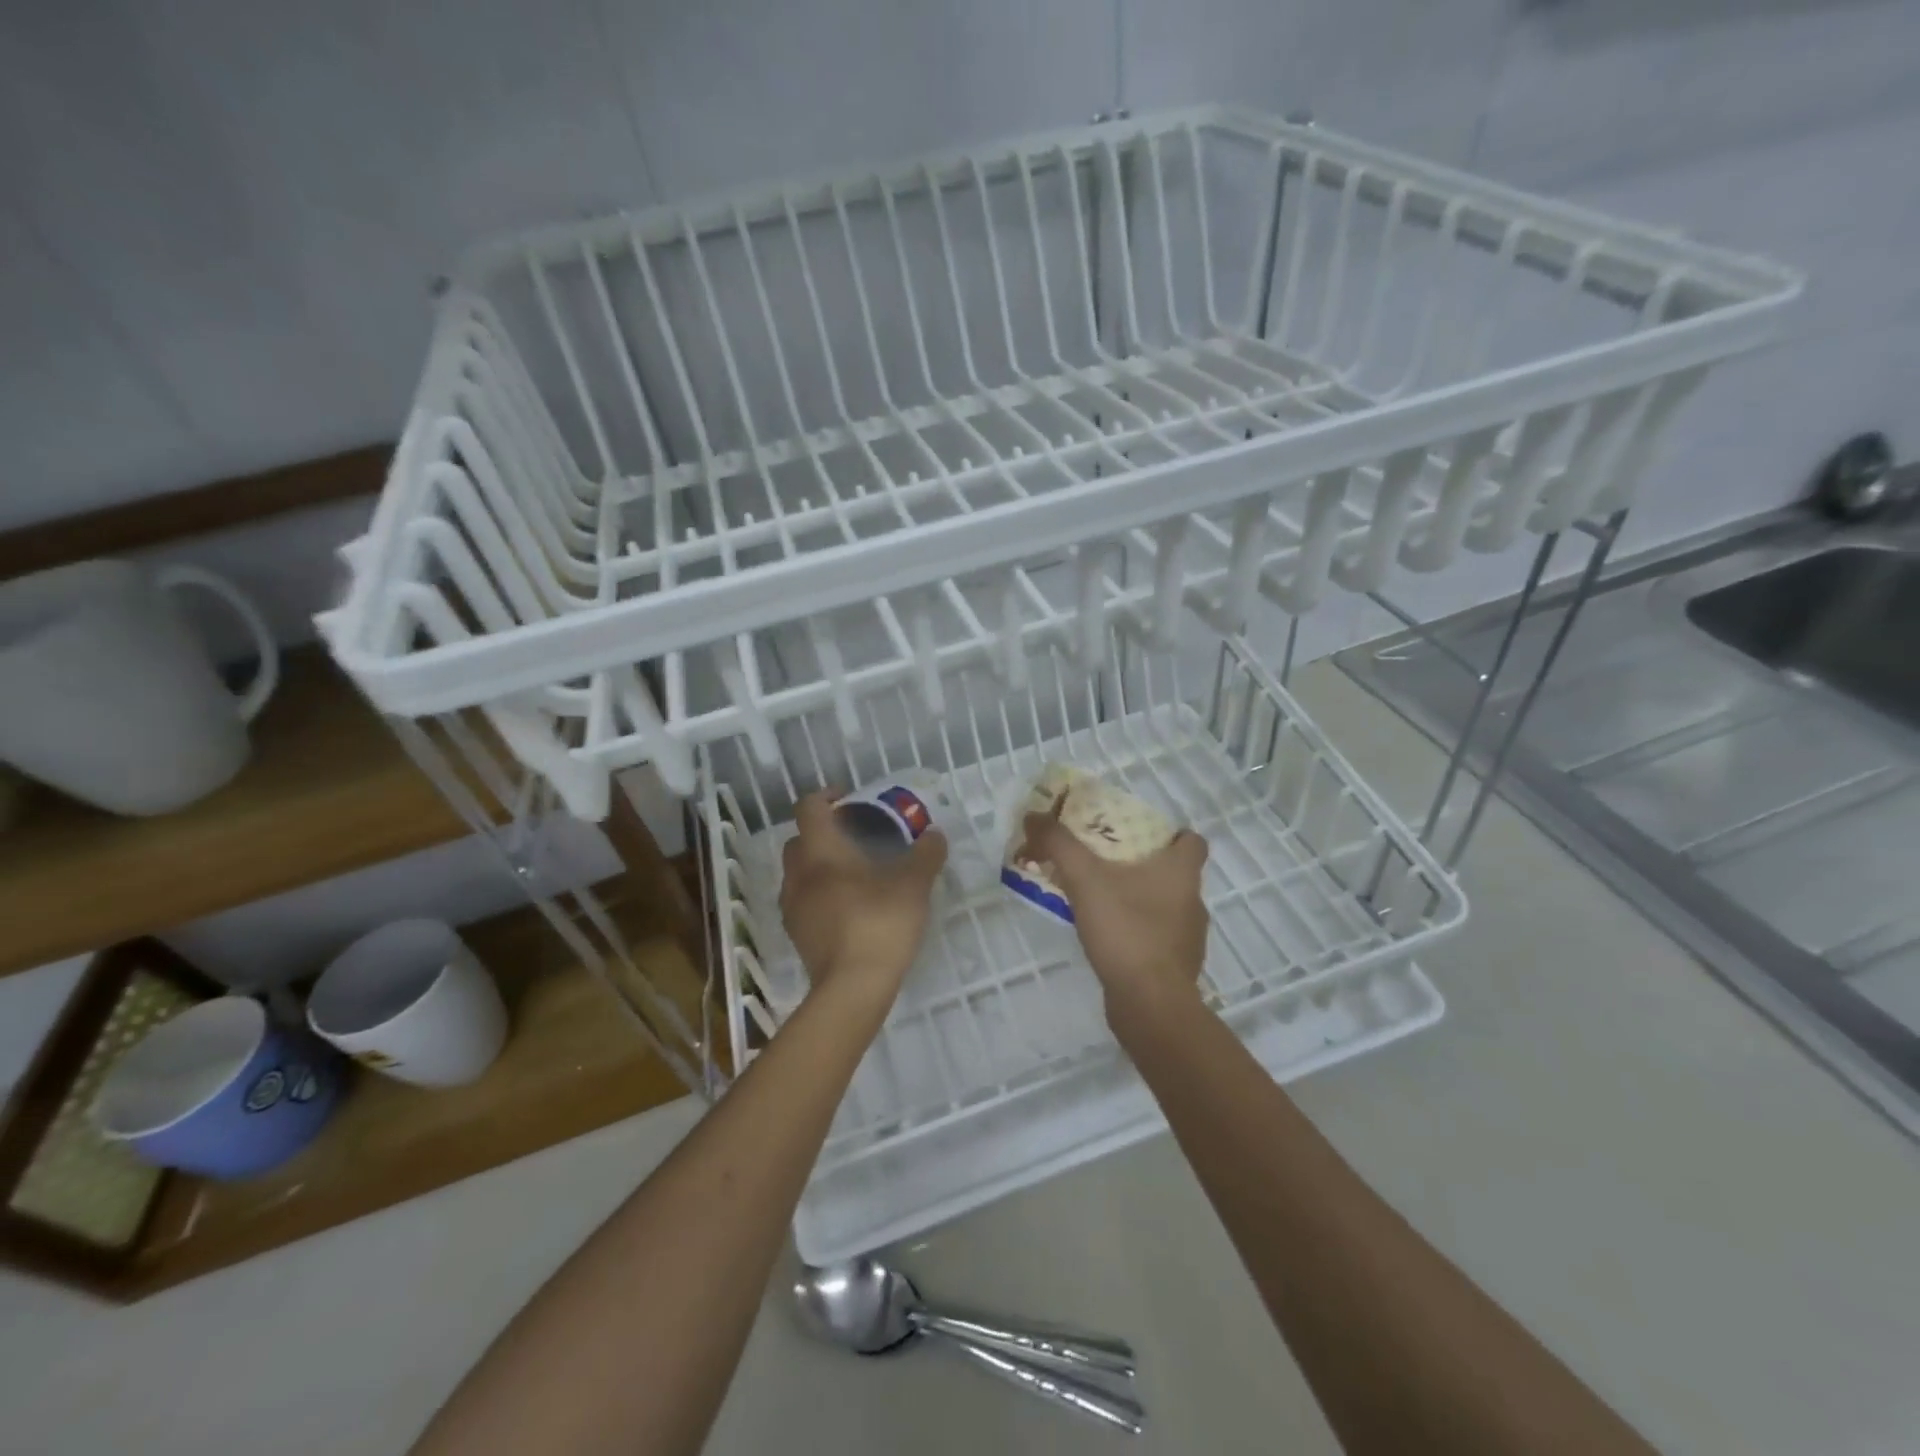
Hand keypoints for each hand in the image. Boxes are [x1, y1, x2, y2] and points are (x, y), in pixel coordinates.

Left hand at [781, 791, 947, 1010]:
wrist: (852, 988)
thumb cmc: (880, 924)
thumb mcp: (913, 885)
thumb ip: (925, 855)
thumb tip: (934, 835)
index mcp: (822, 852)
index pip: (809, 808)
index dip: (826, 796)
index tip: (848, 799)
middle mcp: (799, 874)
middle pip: (800, 840)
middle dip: (822, 833)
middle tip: (854, 837)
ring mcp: (793, 907)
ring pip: (798, 872)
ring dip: (818, 865)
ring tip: (853, 874)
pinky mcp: (797, 935)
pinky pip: (802, 901)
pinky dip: (818, 894)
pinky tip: (847, 907)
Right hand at [1019, 810, 1209, 1029]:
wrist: (1150, 1005)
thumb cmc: (1127, 931)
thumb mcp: (1085, 879)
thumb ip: (1059, 844)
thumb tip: (1034, 815)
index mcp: (1182, 873)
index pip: (1193, 841)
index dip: (1171, 833)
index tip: (1138, 835)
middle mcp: (1193, 901)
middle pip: (1174, 872)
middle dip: (1141, 865)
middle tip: (1103, 863)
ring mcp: (1187, 938)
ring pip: (1164, 906)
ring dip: (1137, 900)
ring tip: (1098, 902)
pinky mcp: (1175, 967)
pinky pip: (1155, 938)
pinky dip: (1135, 932)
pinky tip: (1107, 939)